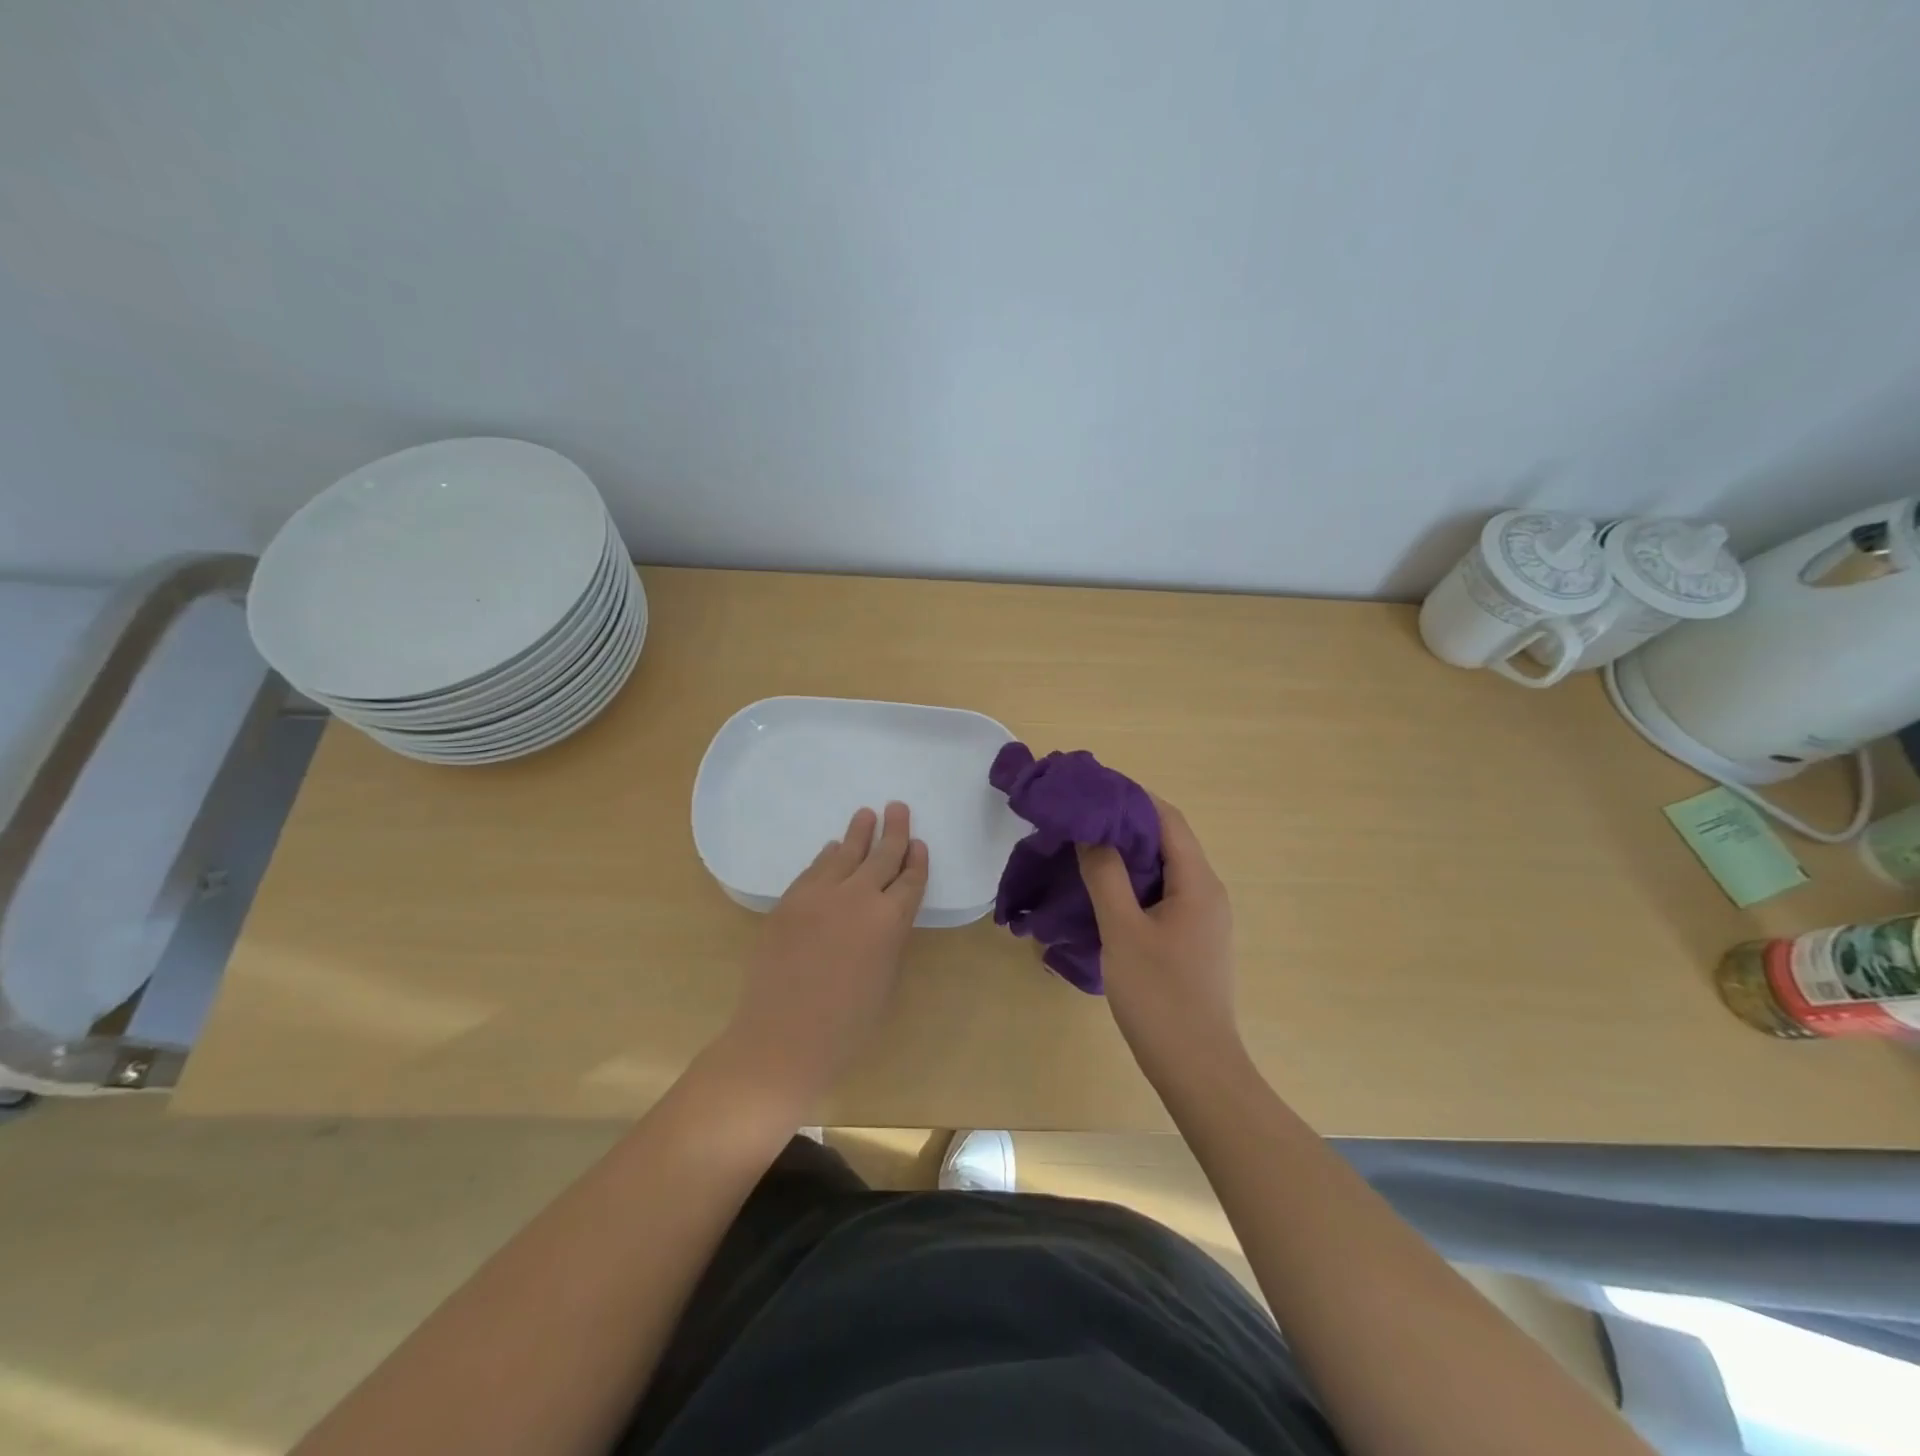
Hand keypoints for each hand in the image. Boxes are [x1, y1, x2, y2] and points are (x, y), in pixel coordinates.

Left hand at [716, 802, 928, 1111]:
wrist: (783, 1037)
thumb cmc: (847, 1024)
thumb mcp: (885, 978)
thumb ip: (887, 938)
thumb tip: (881, 915)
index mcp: (890, 920)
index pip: (909, 879)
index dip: (915, 860)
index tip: (918, 843)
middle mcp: (859, 897)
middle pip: (881, 856)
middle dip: (893, 831)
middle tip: (897, 807)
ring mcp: (820, 895)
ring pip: (845, 854)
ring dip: (858, 833)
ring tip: (866, 814)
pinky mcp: (789, 901)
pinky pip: (814, 869)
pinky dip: (827, 856)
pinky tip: (832, 848)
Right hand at [1077, 795, 1238, 1074]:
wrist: (1196, 1068)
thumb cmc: (1160, 996)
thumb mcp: (1123, 930)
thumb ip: (1105, 875)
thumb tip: (1091, 831)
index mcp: (1198, 882)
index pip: (1167, 819)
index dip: (1131, 798)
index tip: (1090, 790)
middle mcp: (1206, 892)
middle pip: (1166, 840)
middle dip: (1124, 824)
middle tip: (1078, 818)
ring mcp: (1201, 918)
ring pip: (1161, 869)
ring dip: (1126, 854)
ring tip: (1082, 848)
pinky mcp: (1190, 939)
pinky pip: (1160, 894)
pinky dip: (1131, 882)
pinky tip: (1101, 891)